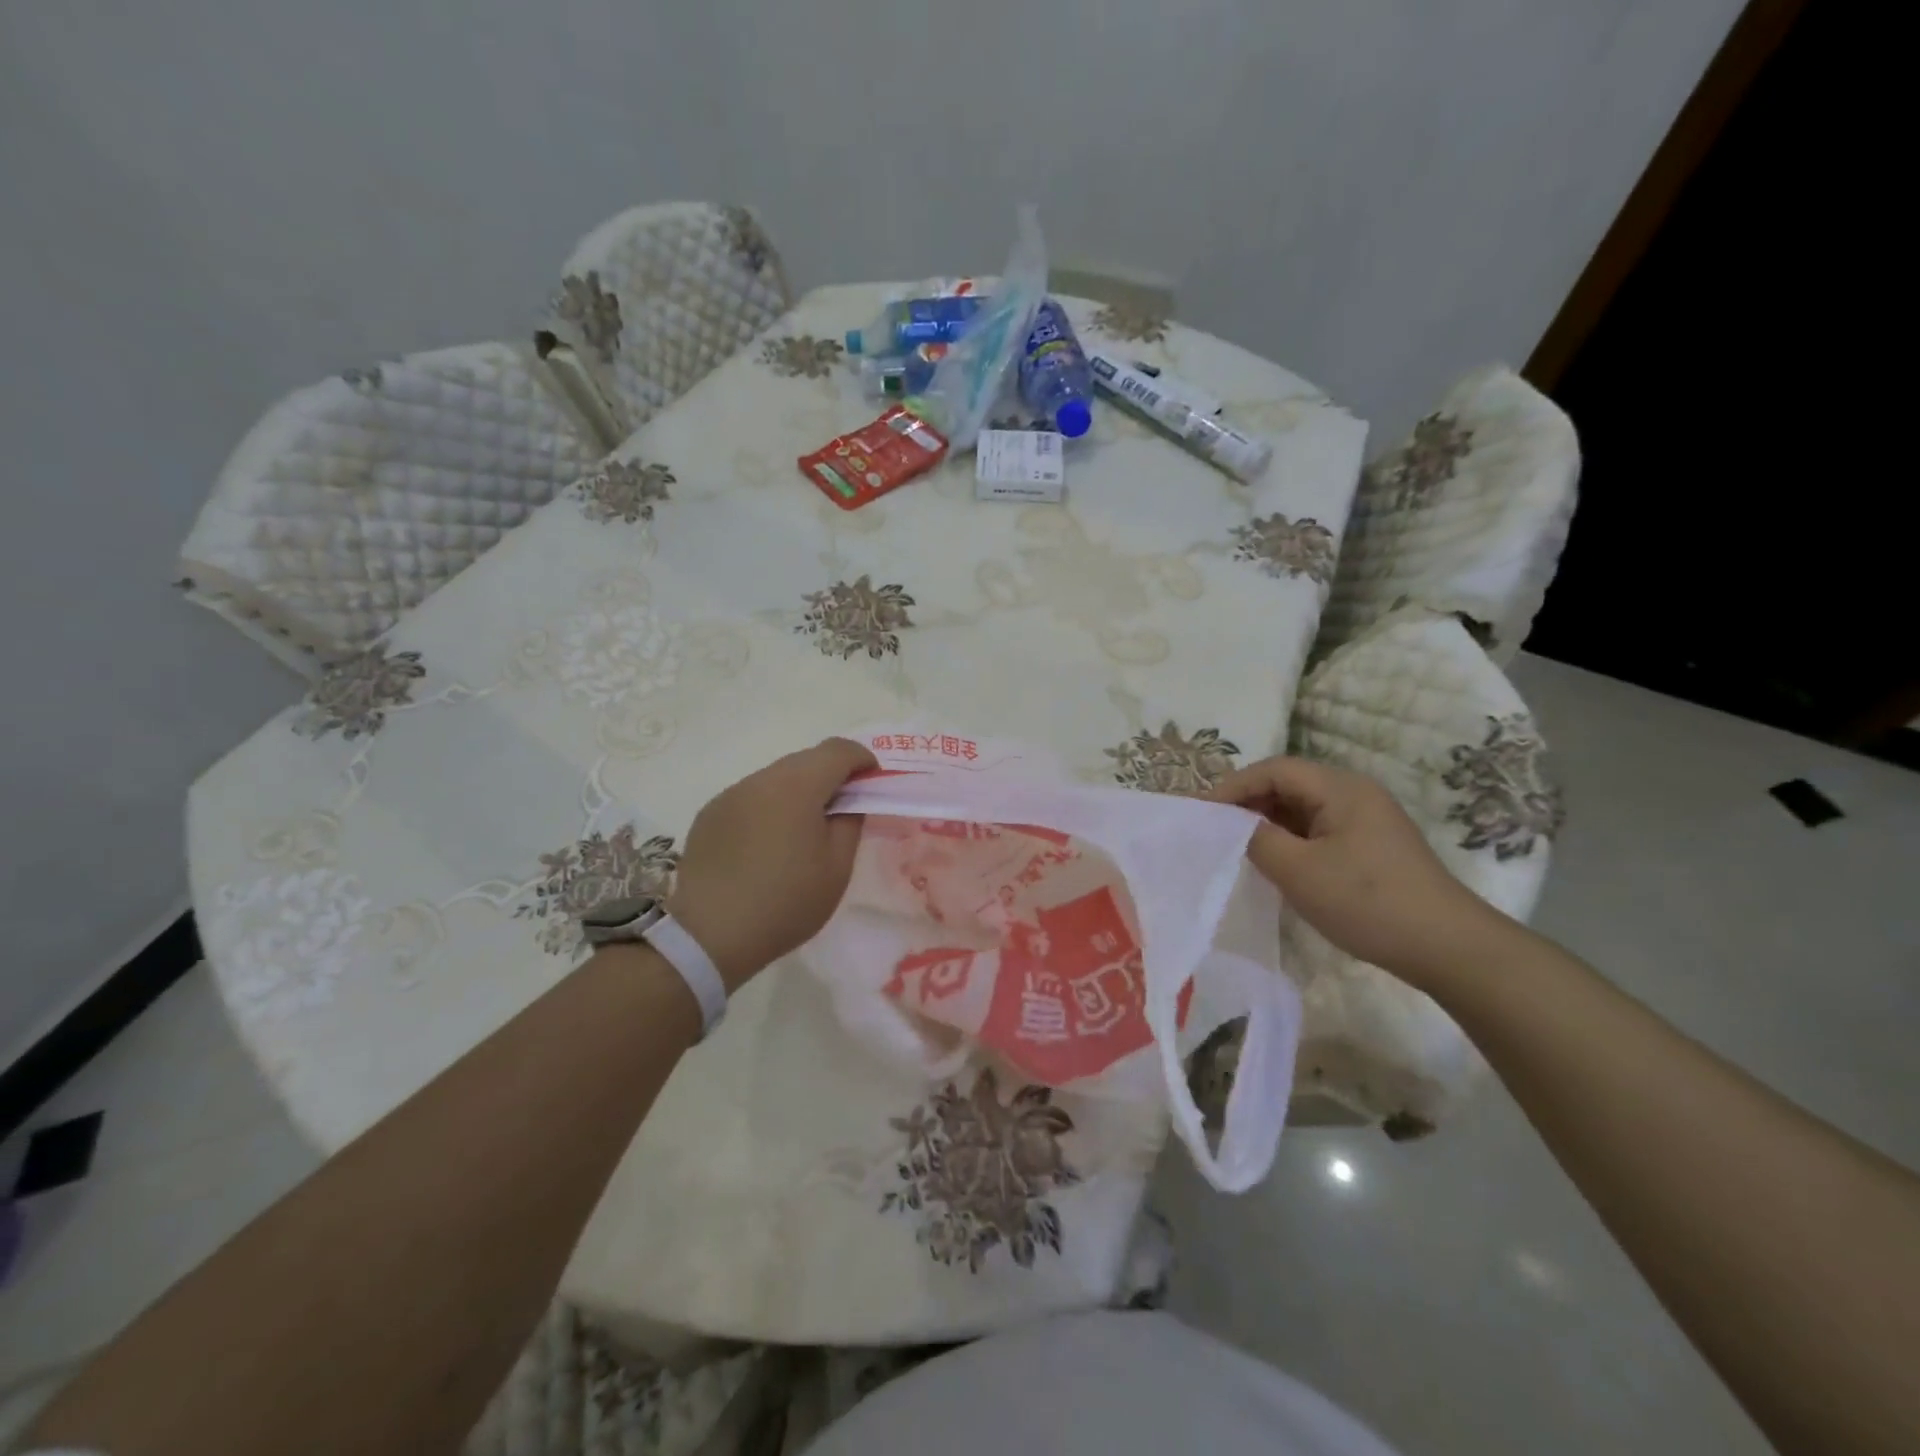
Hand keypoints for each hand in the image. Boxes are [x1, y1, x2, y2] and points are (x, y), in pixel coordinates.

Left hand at [667, 738, 876, 989]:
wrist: (709, 935)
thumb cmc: (786, 902)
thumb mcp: (837, 867)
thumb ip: (851, 821)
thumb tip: (849, 801)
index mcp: (797, 786)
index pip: (838, 750)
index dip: (862, 761)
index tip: (872, 786)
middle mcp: (761, 779)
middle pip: (806, 759)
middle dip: (831, 776)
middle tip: (842, 812)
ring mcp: (730, 794)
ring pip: (776, 777)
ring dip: (798, 791)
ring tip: (802, 832)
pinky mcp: (710, 814)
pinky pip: (751, 797)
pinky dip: (769, 807)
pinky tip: (767, 846)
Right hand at [1210, 756, 1499, 986]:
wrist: (1447, 947)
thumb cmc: (1367, 902)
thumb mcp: (1298, 871)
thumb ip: (1256, 839)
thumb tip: (1233, 826)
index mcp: (1339, 788)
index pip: (1273, 770)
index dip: (1232, 787)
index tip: (1200, 813)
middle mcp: (1354, 793)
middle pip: (1287, 784)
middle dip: (1247, 803)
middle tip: (1213, 830)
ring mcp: (1365, 819)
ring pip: (1301, 808)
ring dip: (1267, 822)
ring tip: (1235, 846)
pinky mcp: (1370, 845)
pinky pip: (1317, 829)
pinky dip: (1289, 839)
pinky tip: (1274, 862)